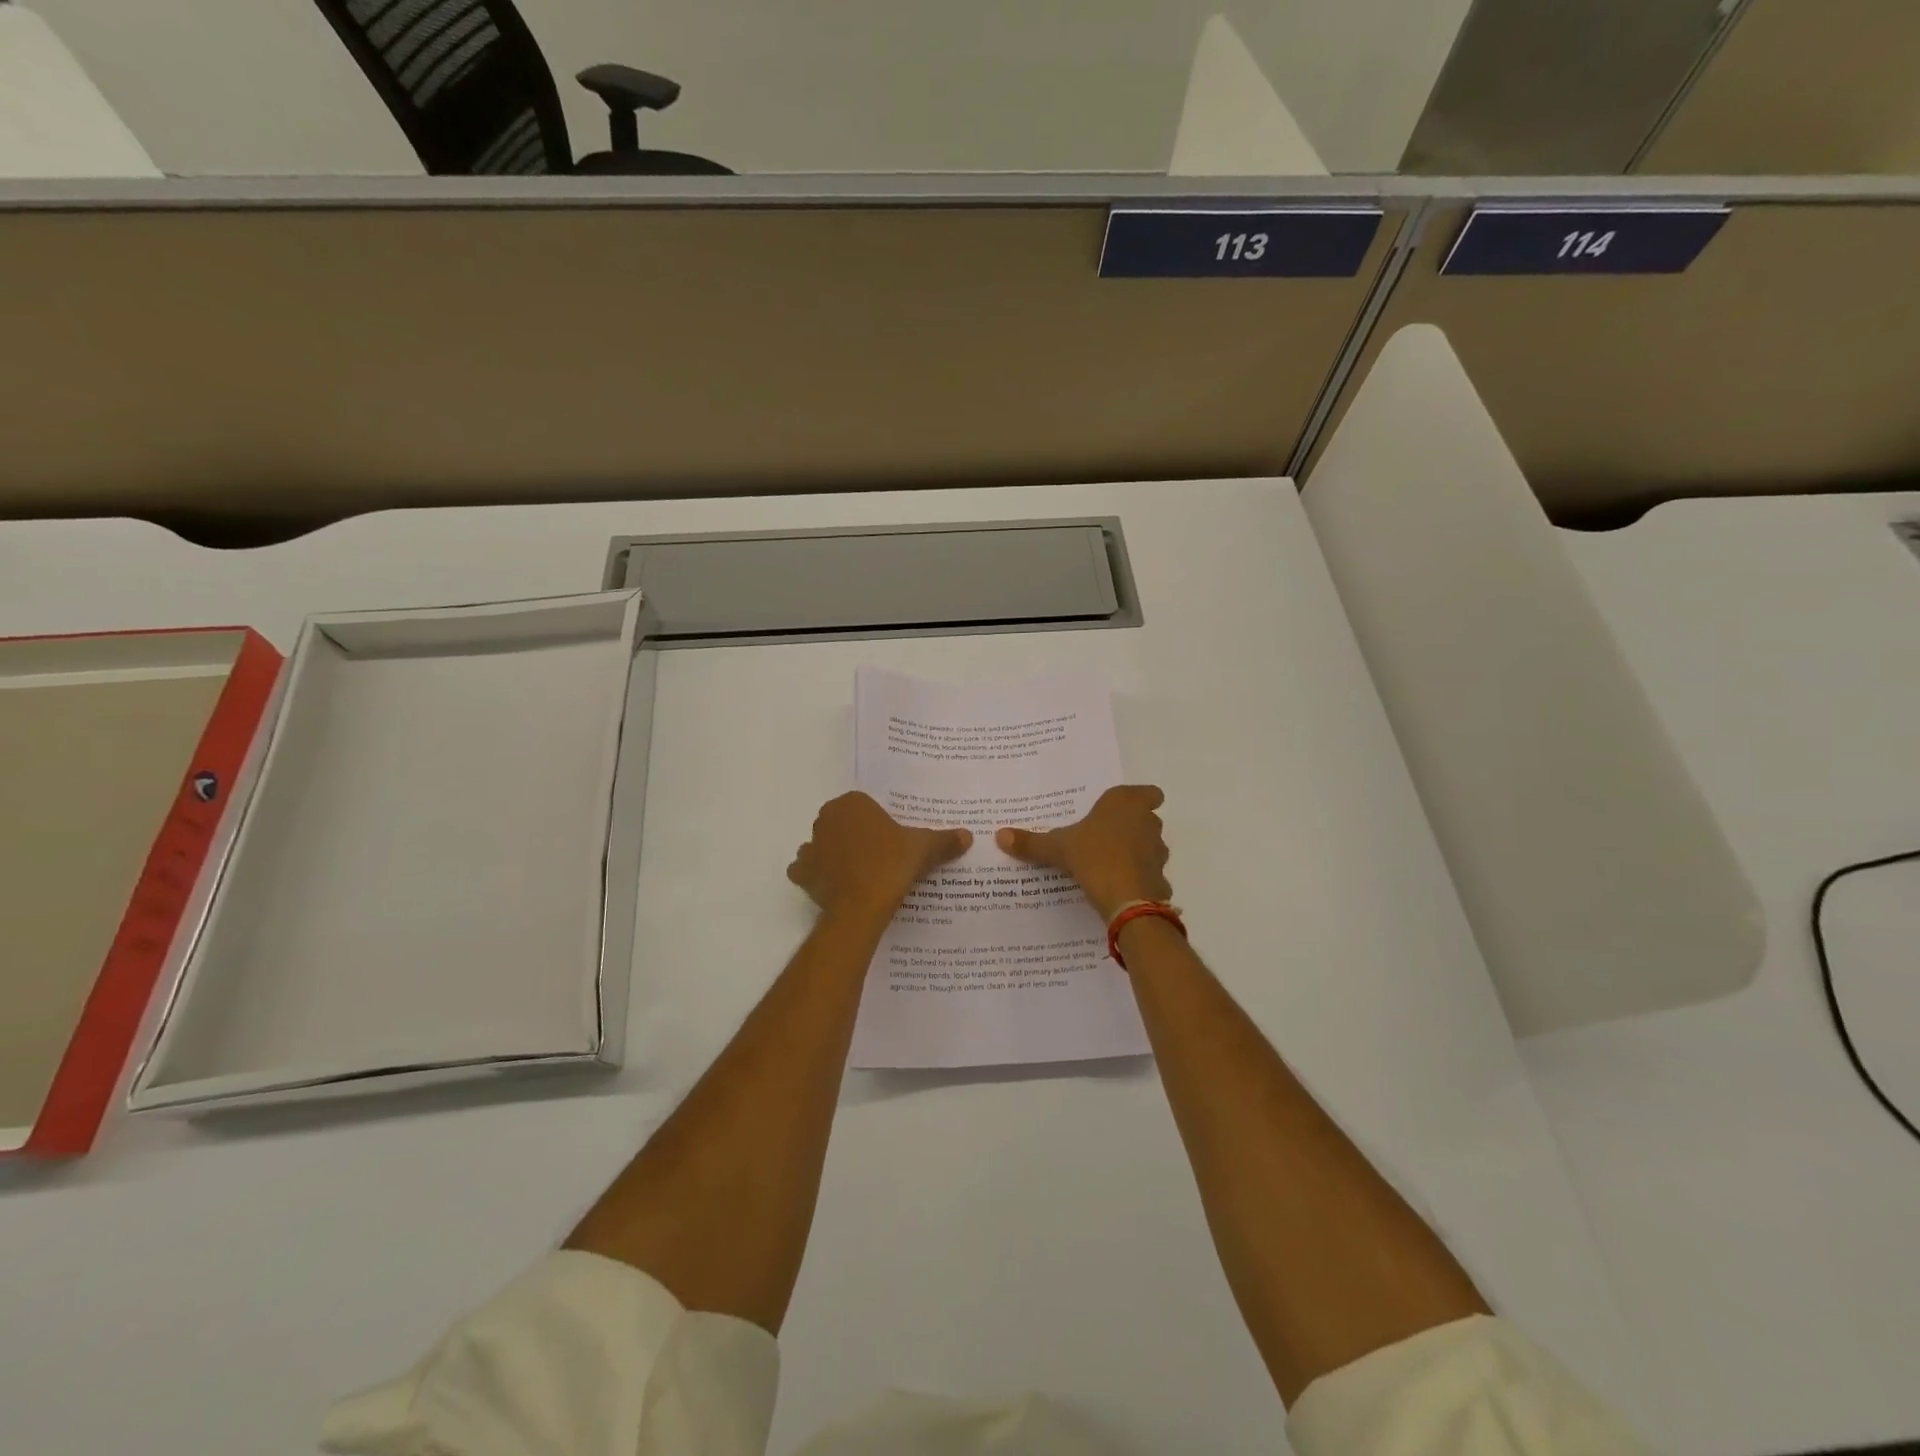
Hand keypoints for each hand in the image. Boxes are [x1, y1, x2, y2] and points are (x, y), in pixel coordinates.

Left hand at [788, 792, 971, 919]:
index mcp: (851, 804)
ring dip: (834, 855)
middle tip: (880, 855)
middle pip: (842, 824)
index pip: (864, 806)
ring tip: (859, 873)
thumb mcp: (924, 849)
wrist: (861, 906)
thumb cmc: (892, 865)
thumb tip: (967, 835)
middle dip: (856, 836)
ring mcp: (810, 846)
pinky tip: (836, 886)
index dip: (878, 822)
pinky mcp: (802, 874)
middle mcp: (825, 819)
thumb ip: (944, 840)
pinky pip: (807, 870)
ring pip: (823, 846)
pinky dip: (817, 876)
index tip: (892, 839)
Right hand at [996, 785, 1171, 922]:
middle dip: (1132, 827)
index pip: (1149, 792)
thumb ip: (1031, 842)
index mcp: (1125, 803)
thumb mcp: (1056, 848)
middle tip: (1105, 837)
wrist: (1126, 899)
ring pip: (1151, 846)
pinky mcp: (1161, 877)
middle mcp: (1147, 822)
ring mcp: (1158, 851)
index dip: (1141, 800)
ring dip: (1137, 852)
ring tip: (1109, 864)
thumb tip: (1000, 835)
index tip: (1122, 811)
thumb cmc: (1093, 857)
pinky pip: (1151, 875)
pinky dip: (1140, 880)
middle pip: (1147, 819)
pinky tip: (1121, 889)